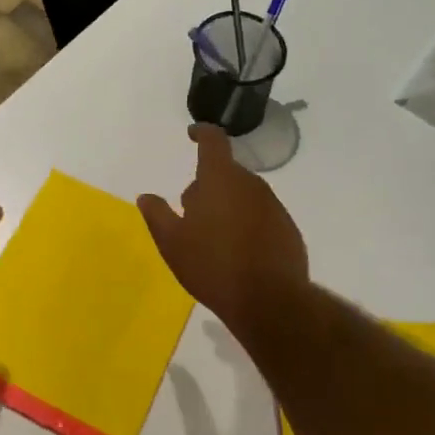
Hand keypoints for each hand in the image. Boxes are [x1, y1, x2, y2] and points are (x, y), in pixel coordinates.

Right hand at [137, 125, 309, 332]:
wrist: (270, 302)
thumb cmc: (213, 266)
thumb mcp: (172, 243)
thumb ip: (157, 214)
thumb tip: (146, 197)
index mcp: (220, 179)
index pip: (214, 141)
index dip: (202, 133)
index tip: (192, 134)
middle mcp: (251, 184)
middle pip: (226, 172)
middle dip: (208, 184)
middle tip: (191, 211)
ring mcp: (273, 206)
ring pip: (244, 195)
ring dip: (228, 205)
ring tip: (213, 237)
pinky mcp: (288, 229)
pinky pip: (261, 216)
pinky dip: (247, 224)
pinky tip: (238, 252)